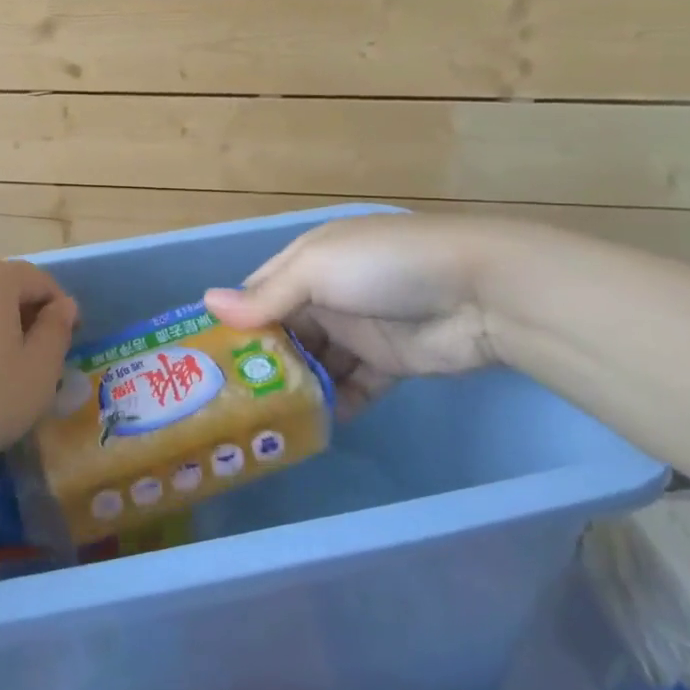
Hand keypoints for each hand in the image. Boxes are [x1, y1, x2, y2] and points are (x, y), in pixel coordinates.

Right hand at [203, 214, 500, 412]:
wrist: (481, 292)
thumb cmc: (385, 267)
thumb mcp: (317, 270)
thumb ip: (266, 295)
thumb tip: (208, 304)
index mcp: (309, 262)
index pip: (260, 291)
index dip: (235, 319)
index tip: (208, 356)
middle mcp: (328, 294)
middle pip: (285, 331)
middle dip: (262, 361)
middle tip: (231, 399)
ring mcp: (359, 330)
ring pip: (316, 363)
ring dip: (297, 387)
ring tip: (266, 419)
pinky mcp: (388, 363)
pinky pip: (352, 386)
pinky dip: (335, 403)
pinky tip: (313, 426)